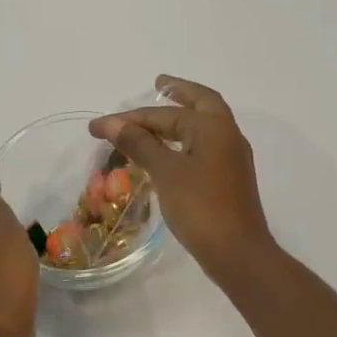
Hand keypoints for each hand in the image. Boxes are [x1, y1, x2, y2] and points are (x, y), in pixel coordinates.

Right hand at [90, 76, 274, 284]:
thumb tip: (112, 123)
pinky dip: (187, 140)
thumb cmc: (200, 207)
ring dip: (183, 117)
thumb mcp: (165, 172)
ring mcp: (232, 158)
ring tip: (158, 116)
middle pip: (202, 103)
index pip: (165, 113)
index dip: (129, 118)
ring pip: (205, 126)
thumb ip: (139, 144)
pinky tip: (171, 151)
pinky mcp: (229, 179)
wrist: (238, 252)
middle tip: (158, 84)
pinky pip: (205, 146)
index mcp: (213, 126)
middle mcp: (228, 135)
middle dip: (179, 92)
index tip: (98, 126)